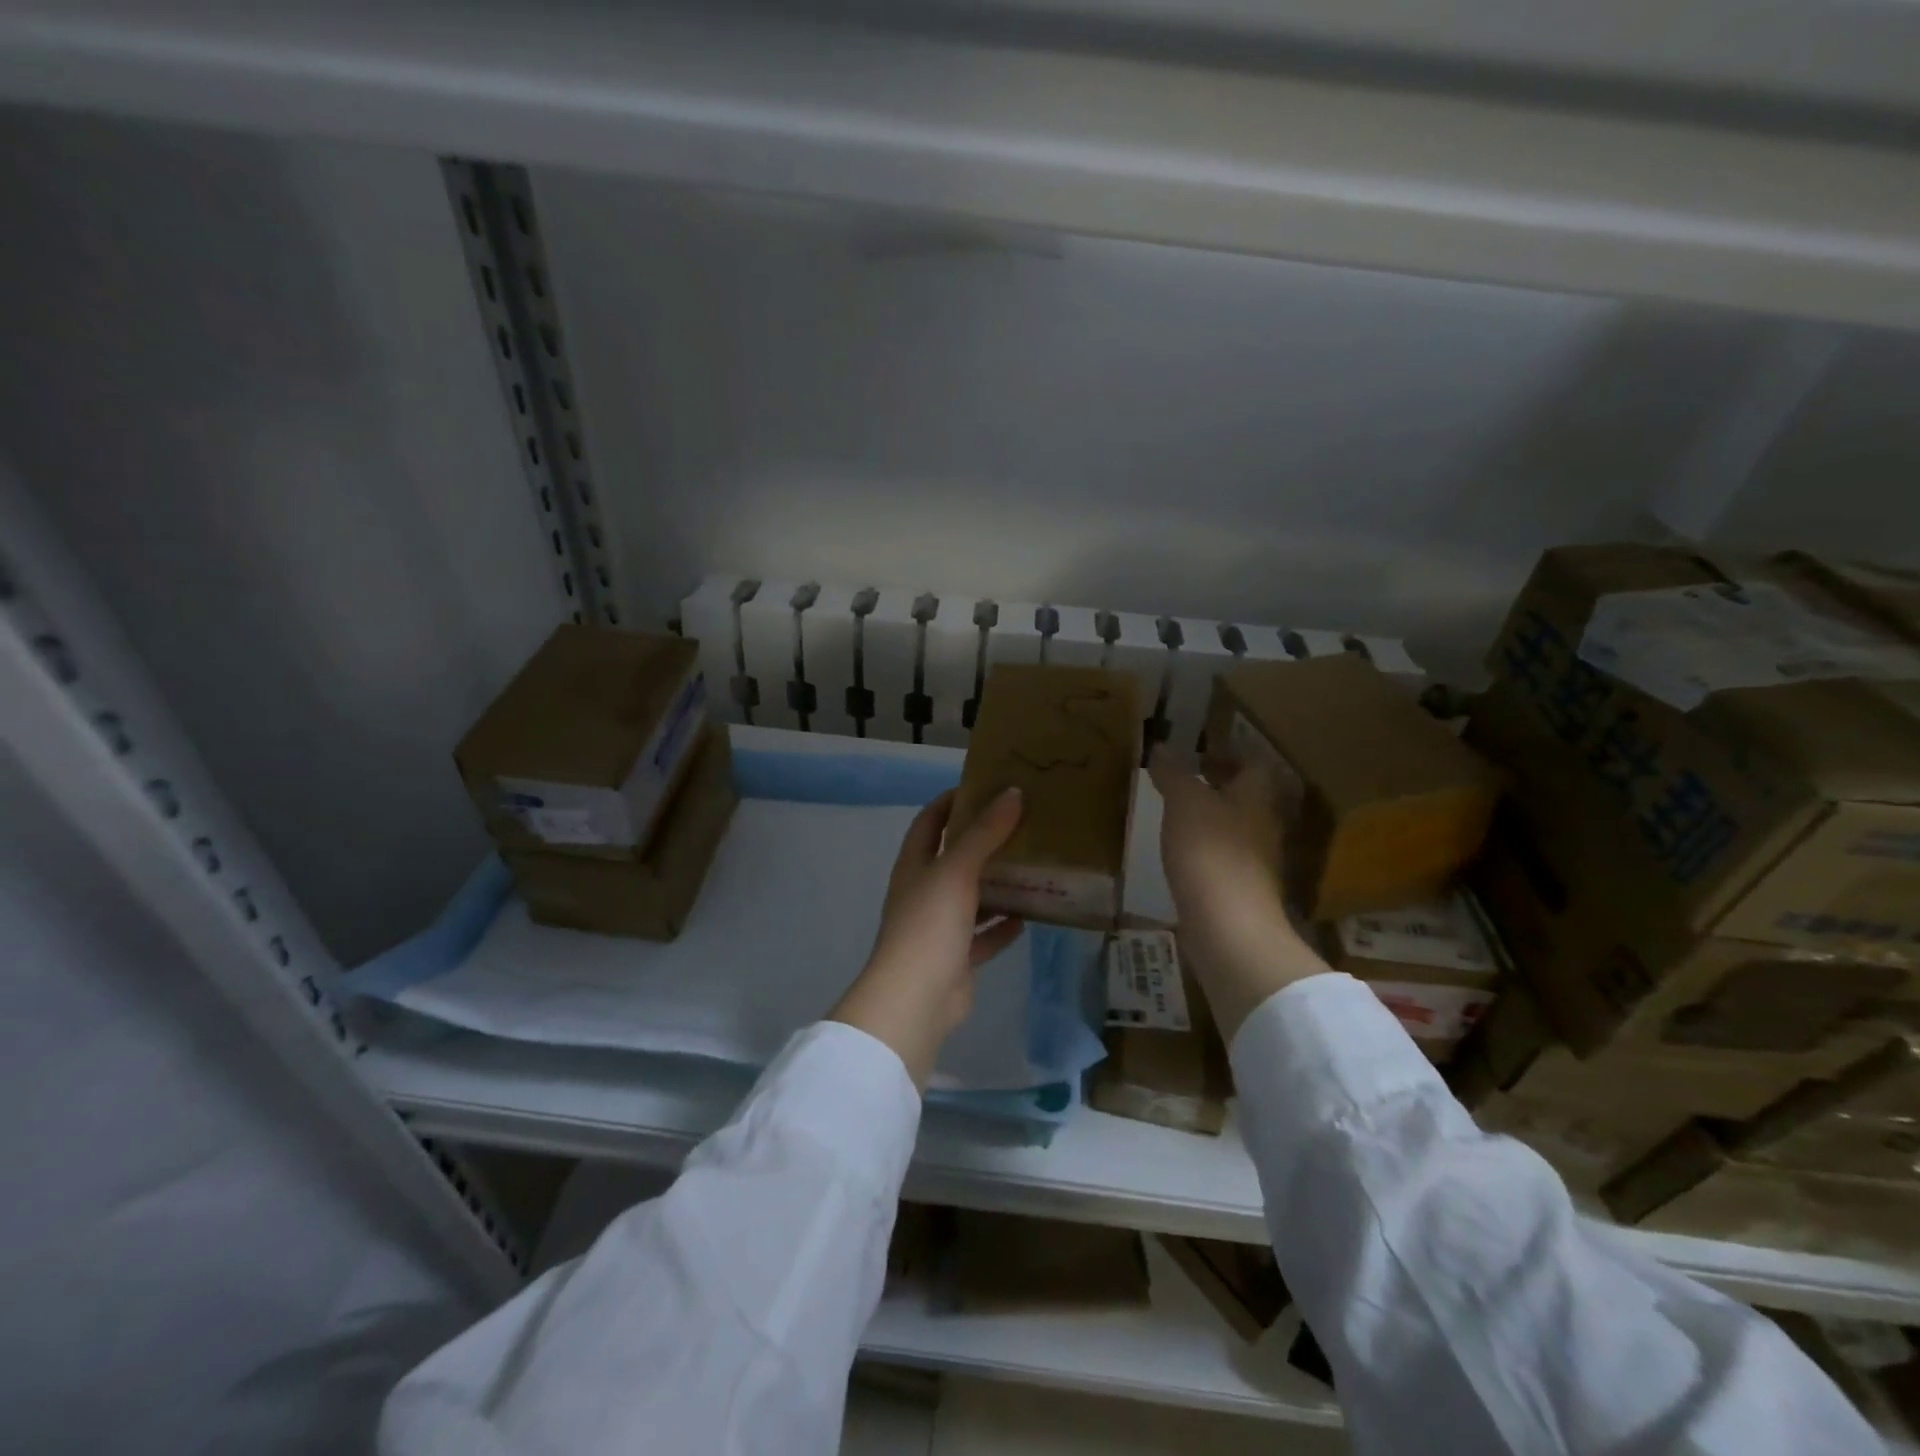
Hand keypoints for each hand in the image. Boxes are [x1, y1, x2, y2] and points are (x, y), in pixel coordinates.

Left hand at [828, 787, 1025, 1087]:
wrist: (915, 1000)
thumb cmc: (929, 924)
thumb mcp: (957, 870)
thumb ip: (985, 833)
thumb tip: (1012, 793)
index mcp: (915, 865)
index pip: (930, 821)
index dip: (952, 801)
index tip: (984, 786)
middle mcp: (924, 891)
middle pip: (954, 858)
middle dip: (983, 841)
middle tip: (1021, 824)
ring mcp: (938, 927)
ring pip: (971, 897)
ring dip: (996, 884)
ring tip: (1031, 866)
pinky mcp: (956, 957)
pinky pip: (983, 935)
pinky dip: (1001, 926)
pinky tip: (1028, 916)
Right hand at [1150, 747, 1327, 1041]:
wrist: (1229, 927)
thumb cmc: (1210, 852)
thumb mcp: (1184, 803)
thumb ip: (1173, 774)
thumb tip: (1161, 747)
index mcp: (1256, 798)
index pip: (1253, 764)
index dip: (1229, 754)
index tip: (1199, 753)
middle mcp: (1263, 826)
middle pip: (1247, 798)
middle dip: (1219, 787)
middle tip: (1183, 782)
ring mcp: (1255, 862)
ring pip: (1236, 828)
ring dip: (1211, 820)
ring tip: (1176, 816)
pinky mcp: (1241, 891)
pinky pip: (1225, 858)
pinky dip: (1206, 850)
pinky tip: (1181, 854)